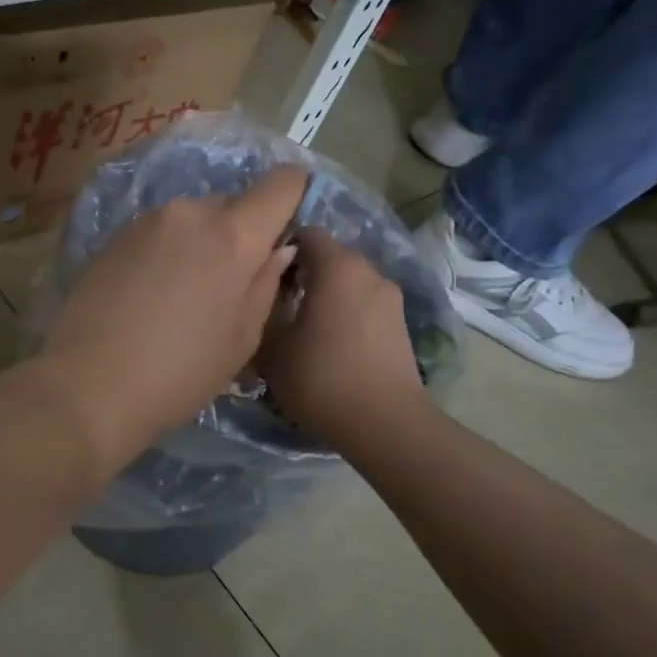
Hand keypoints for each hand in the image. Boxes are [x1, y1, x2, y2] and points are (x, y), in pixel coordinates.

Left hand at [40, 165, 309, 470]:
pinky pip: (160, 231)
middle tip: (233, 282)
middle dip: (243, 232)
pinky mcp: (114, 236)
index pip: (281, 183)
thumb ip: (266, 283)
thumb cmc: (179, 373)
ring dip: (202, 243)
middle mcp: (190, 212)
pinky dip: (169, 251)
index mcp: (232, 235)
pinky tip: (153, 294)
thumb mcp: (241, 339)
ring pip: (193, 219)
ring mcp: (147, 220)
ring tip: (187, 295)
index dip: (295, 193)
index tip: (290, 225)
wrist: (87, 385)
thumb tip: (278, 248)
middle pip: (233, 204)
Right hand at [258, 229, 422, 446]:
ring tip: (300, 328)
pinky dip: (343, 313)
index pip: (305, 232)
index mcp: (337, 266)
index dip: (279, 247)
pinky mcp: (399, 324)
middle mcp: (368, 271)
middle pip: (328, 256)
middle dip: (300, 272)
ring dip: (323, 294)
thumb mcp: (272, 346)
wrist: (385, 424)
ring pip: (346, 282)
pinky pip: (362, 304)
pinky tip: (327, 345)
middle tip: (274, 303)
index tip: (260, 274)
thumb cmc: (321, 377)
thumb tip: (257, 295)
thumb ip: (261, 309)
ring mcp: (389, 297)